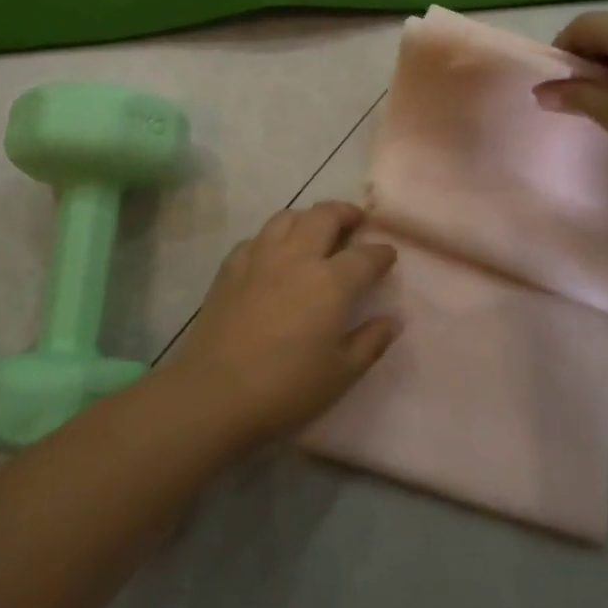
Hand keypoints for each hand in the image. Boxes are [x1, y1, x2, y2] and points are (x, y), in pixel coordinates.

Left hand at [169, 201, 398, 450]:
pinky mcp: (230, 268)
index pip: (365, 256)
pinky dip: (272, 238)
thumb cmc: (287, 388)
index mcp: (331, 282)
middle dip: (346, 213)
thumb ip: (370, 342)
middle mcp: (297, 257)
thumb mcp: (341, 373)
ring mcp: (259, 258)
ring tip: (315, 231)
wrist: (215, 393)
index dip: (382, 253)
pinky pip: (256, 238)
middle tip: (356, 222)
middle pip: (325, 216)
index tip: (388, 255)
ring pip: (287, 217)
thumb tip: (391, 321)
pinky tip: (274, 256)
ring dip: (308, 217)